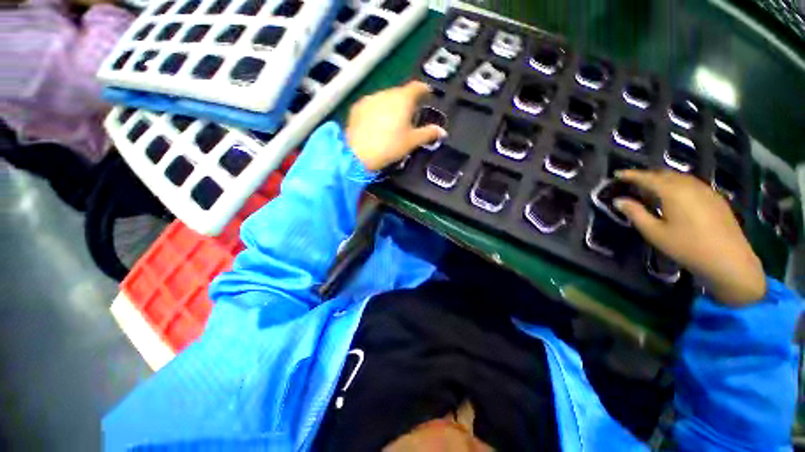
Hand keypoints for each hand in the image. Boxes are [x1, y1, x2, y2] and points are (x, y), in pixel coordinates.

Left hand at [346, 81, 445, 171]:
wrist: (358, 153)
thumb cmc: (390, 146)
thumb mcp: (411, 142)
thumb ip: (428, 134)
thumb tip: (442, 132)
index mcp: (403, 99)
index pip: (417, 86)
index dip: (424, 89)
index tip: (428, 94)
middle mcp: (386, 93)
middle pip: (400, 92)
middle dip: (407, 101)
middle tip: (410, 115)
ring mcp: (370, 98)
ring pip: (385, 98)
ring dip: (391, 105)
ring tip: (392, 121)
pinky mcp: (357, 107)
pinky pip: (372, 105)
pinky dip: (377, 110)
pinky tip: (376, 124)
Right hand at [615, 170, 765, 305]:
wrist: (729, 260)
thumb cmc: (687, 247)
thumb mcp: (654, 233)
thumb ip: (635, 213)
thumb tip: (619, 200)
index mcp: (673, 191)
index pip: (647, 178)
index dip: (631, 174)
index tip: (617, 174)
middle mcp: (690, 185)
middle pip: (665, 174)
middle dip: (647, 175)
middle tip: (632, 181)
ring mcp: (706, 190)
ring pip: (680, 177)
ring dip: (663, 179)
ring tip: (651, 187)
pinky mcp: (715, 198)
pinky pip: (691, 183)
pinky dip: (677, 184)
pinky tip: (675, 195)